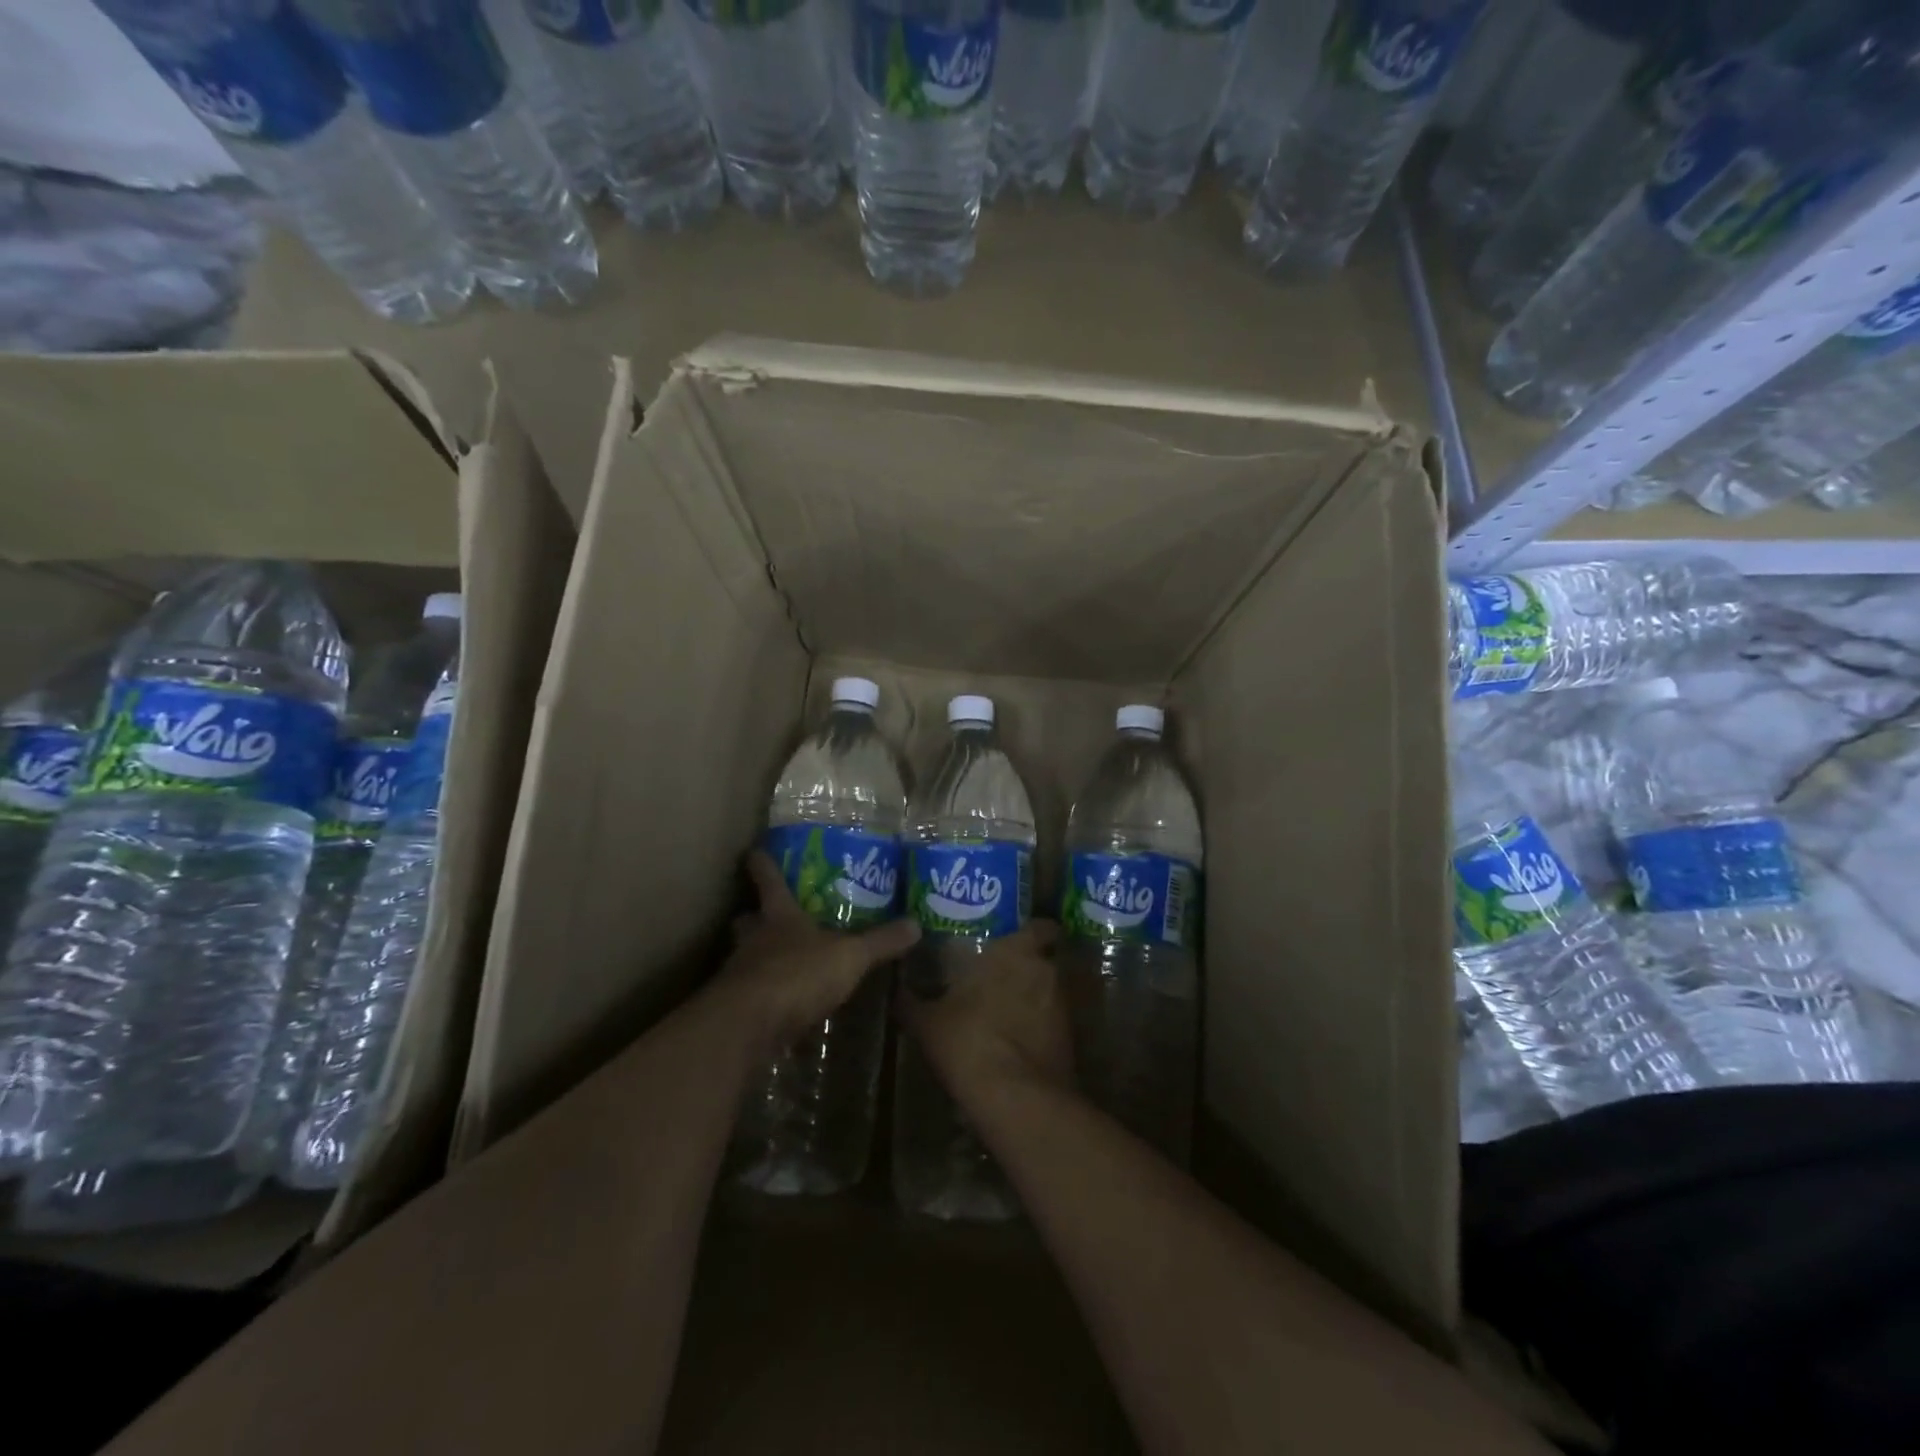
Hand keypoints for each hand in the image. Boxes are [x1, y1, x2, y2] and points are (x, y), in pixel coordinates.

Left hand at [718, 851, 920, 1056]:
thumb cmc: (798, 974)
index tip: (755, 851)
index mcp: (779, 917)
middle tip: (766, 916)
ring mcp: (741, 974)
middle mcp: (754, 939)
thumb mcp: (850, 957)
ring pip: (745, 956)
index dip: (763, 865)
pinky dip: (765, 997)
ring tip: (781, 963)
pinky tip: (781, 1006)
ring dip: (759, 957)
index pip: (769, 881)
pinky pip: (752, 995)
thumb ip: (880, 942)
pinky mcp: (737, 1010)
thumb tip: (916, 924)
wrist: (750, 1026)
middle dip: (754, 916)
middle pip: (748, 920)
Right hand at [895, 921, 1071, 1109]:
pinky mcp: (1069, 1039)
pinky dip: (1037, 1027)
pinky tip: (1014, 1042)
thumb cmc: (970, 1043)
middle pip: (1042, 959)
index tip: (1011, 937)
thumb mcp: (928, 1024)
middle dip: (1024, 966)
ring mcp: (1062, 1006)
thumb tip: (898, 989)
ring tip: (1003, 1012)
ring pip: (1047, 991)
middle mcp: (1045, 970)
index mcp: (1015, 952)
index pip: (1040, 926)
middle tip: (997, 975)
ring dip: (1031, 997)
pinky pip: (1051, 1022)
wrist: (1019, 1101)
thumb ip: (913, 1001)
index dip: (1030, 931)